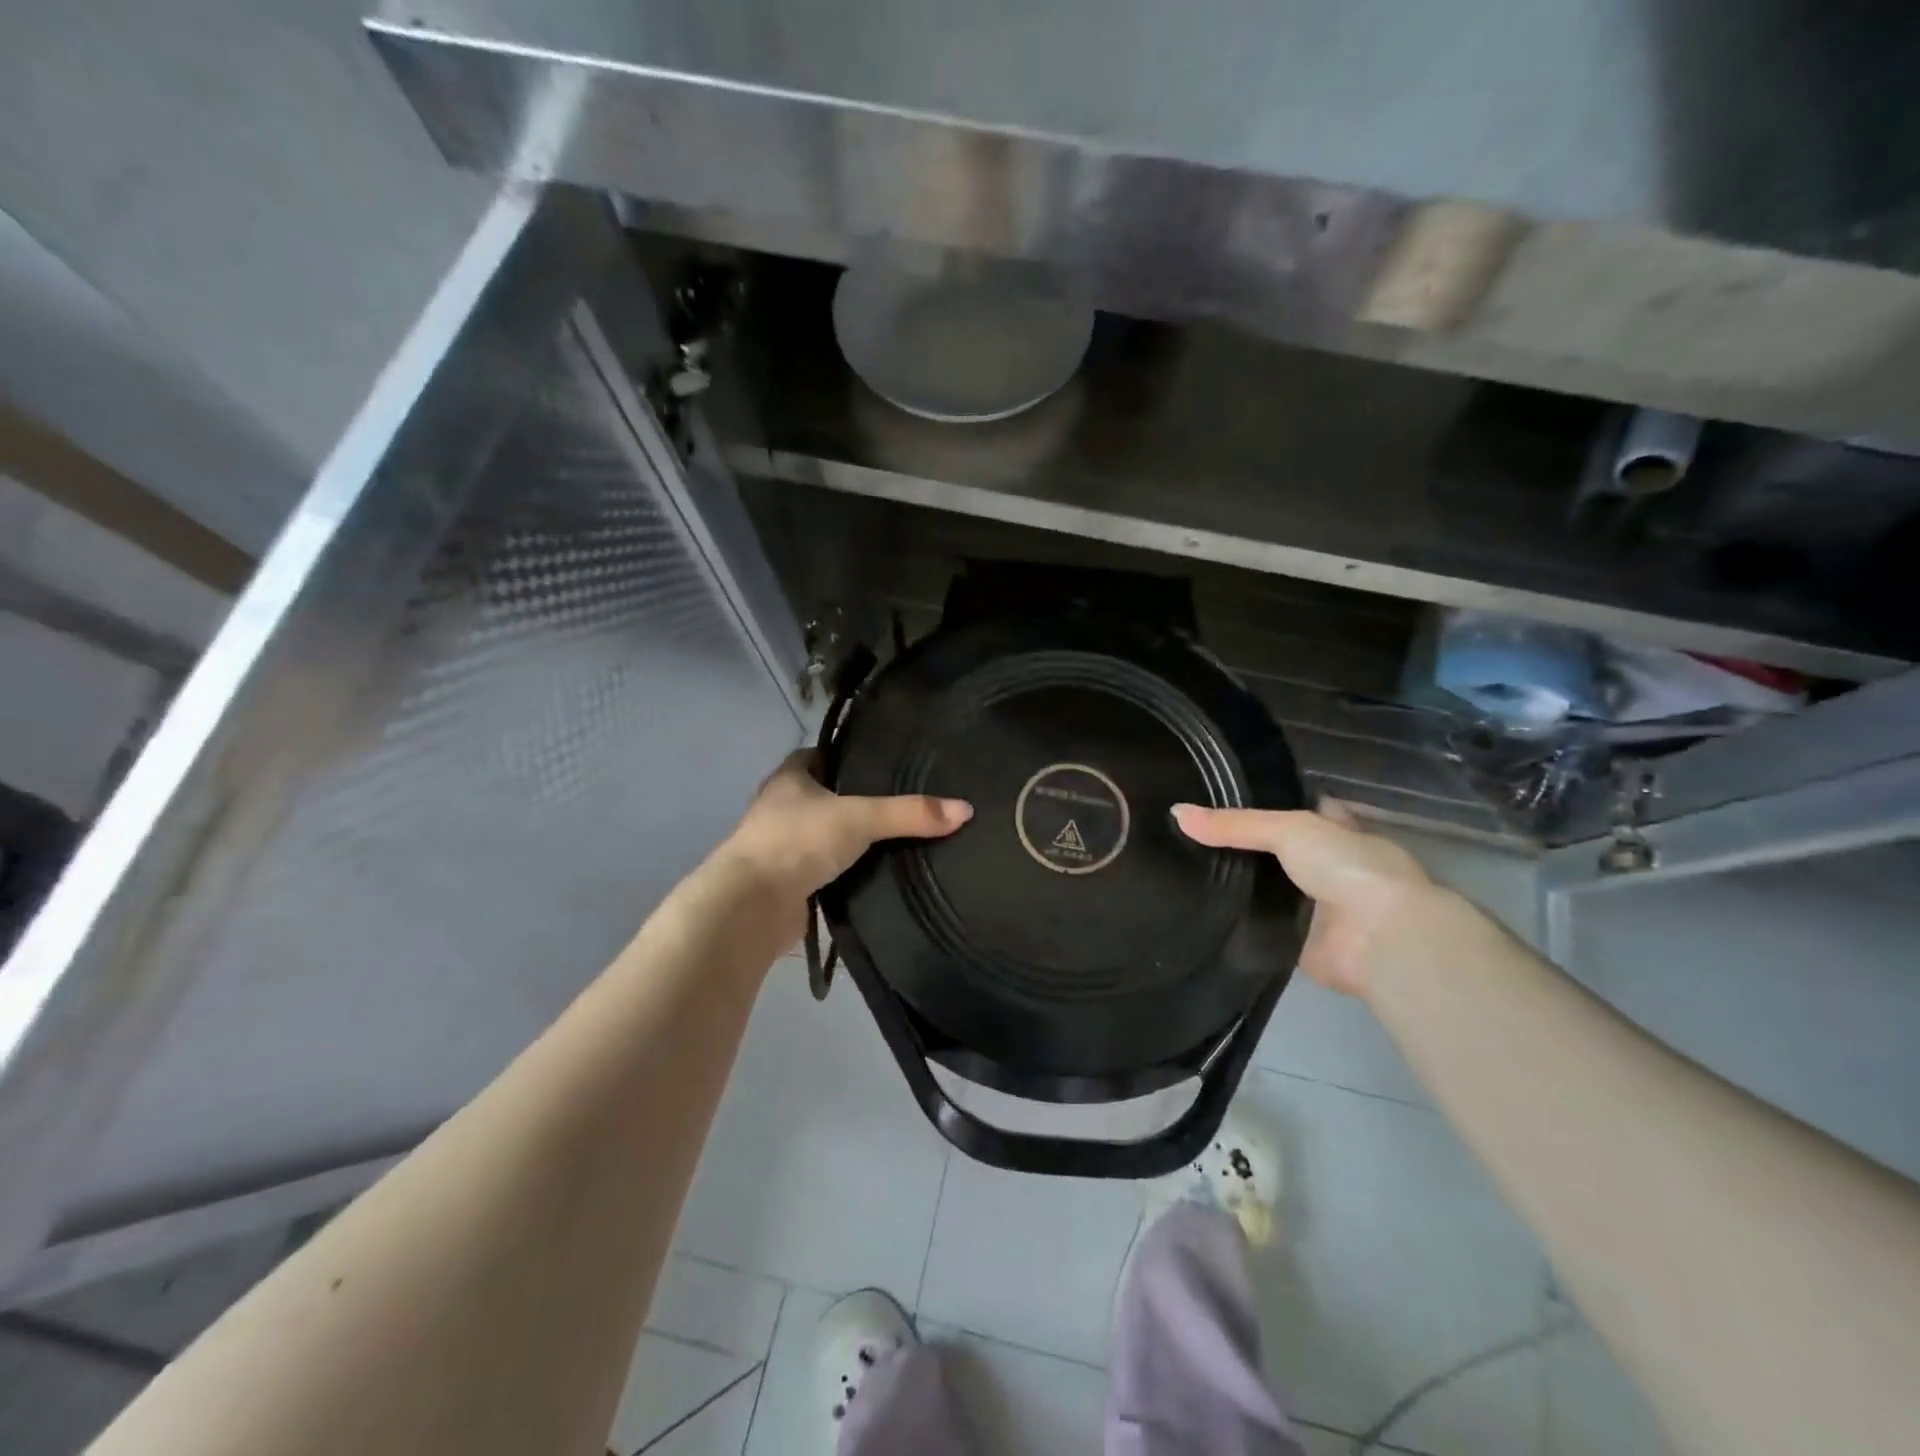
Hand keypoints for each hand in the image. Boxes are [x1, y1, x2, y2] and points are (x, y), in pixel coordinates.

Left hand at [717, 752, 972, 933]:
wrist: (751, 905)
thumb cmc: (798, 841)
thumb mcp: (860, 818)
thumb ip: (910, 814)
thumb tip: (966, 810)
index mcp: (790, 778)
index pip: (819, 754)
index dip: (846, 755)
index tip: (882, 760)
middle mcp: (782, 808)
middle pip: (824, 796)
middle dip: (856, 799)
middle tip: (903, 800)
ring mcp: (783, 847)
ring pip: (825, 835)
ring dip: (851, 839)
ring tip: (899, 837)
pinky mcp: (790, 883)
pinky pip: (826, 870)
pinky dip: (847, 872)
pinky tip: (878, 873)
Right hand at [1173, 799, 1439, 999]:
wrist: (1381, 938)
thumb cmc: (1348, 868)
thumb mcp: (1288, 829)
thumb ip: (1234, 825)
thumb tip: (1175, 813)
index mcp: (1335, 831)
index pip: (1296, 811)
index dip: (1263, 805)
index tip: (1216, 801)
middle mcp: (1326, 868)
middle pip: (1275, 853)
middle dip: (1240, 849)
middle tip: (1184, 840)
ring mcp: (1314, 908)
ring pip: (1265, 891)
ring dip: (1236, 888)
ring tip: (1179, 872)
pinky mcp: (1298, 944)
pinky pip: (1259, 929)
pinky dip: (1235, 925)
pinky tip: (1197, 913)